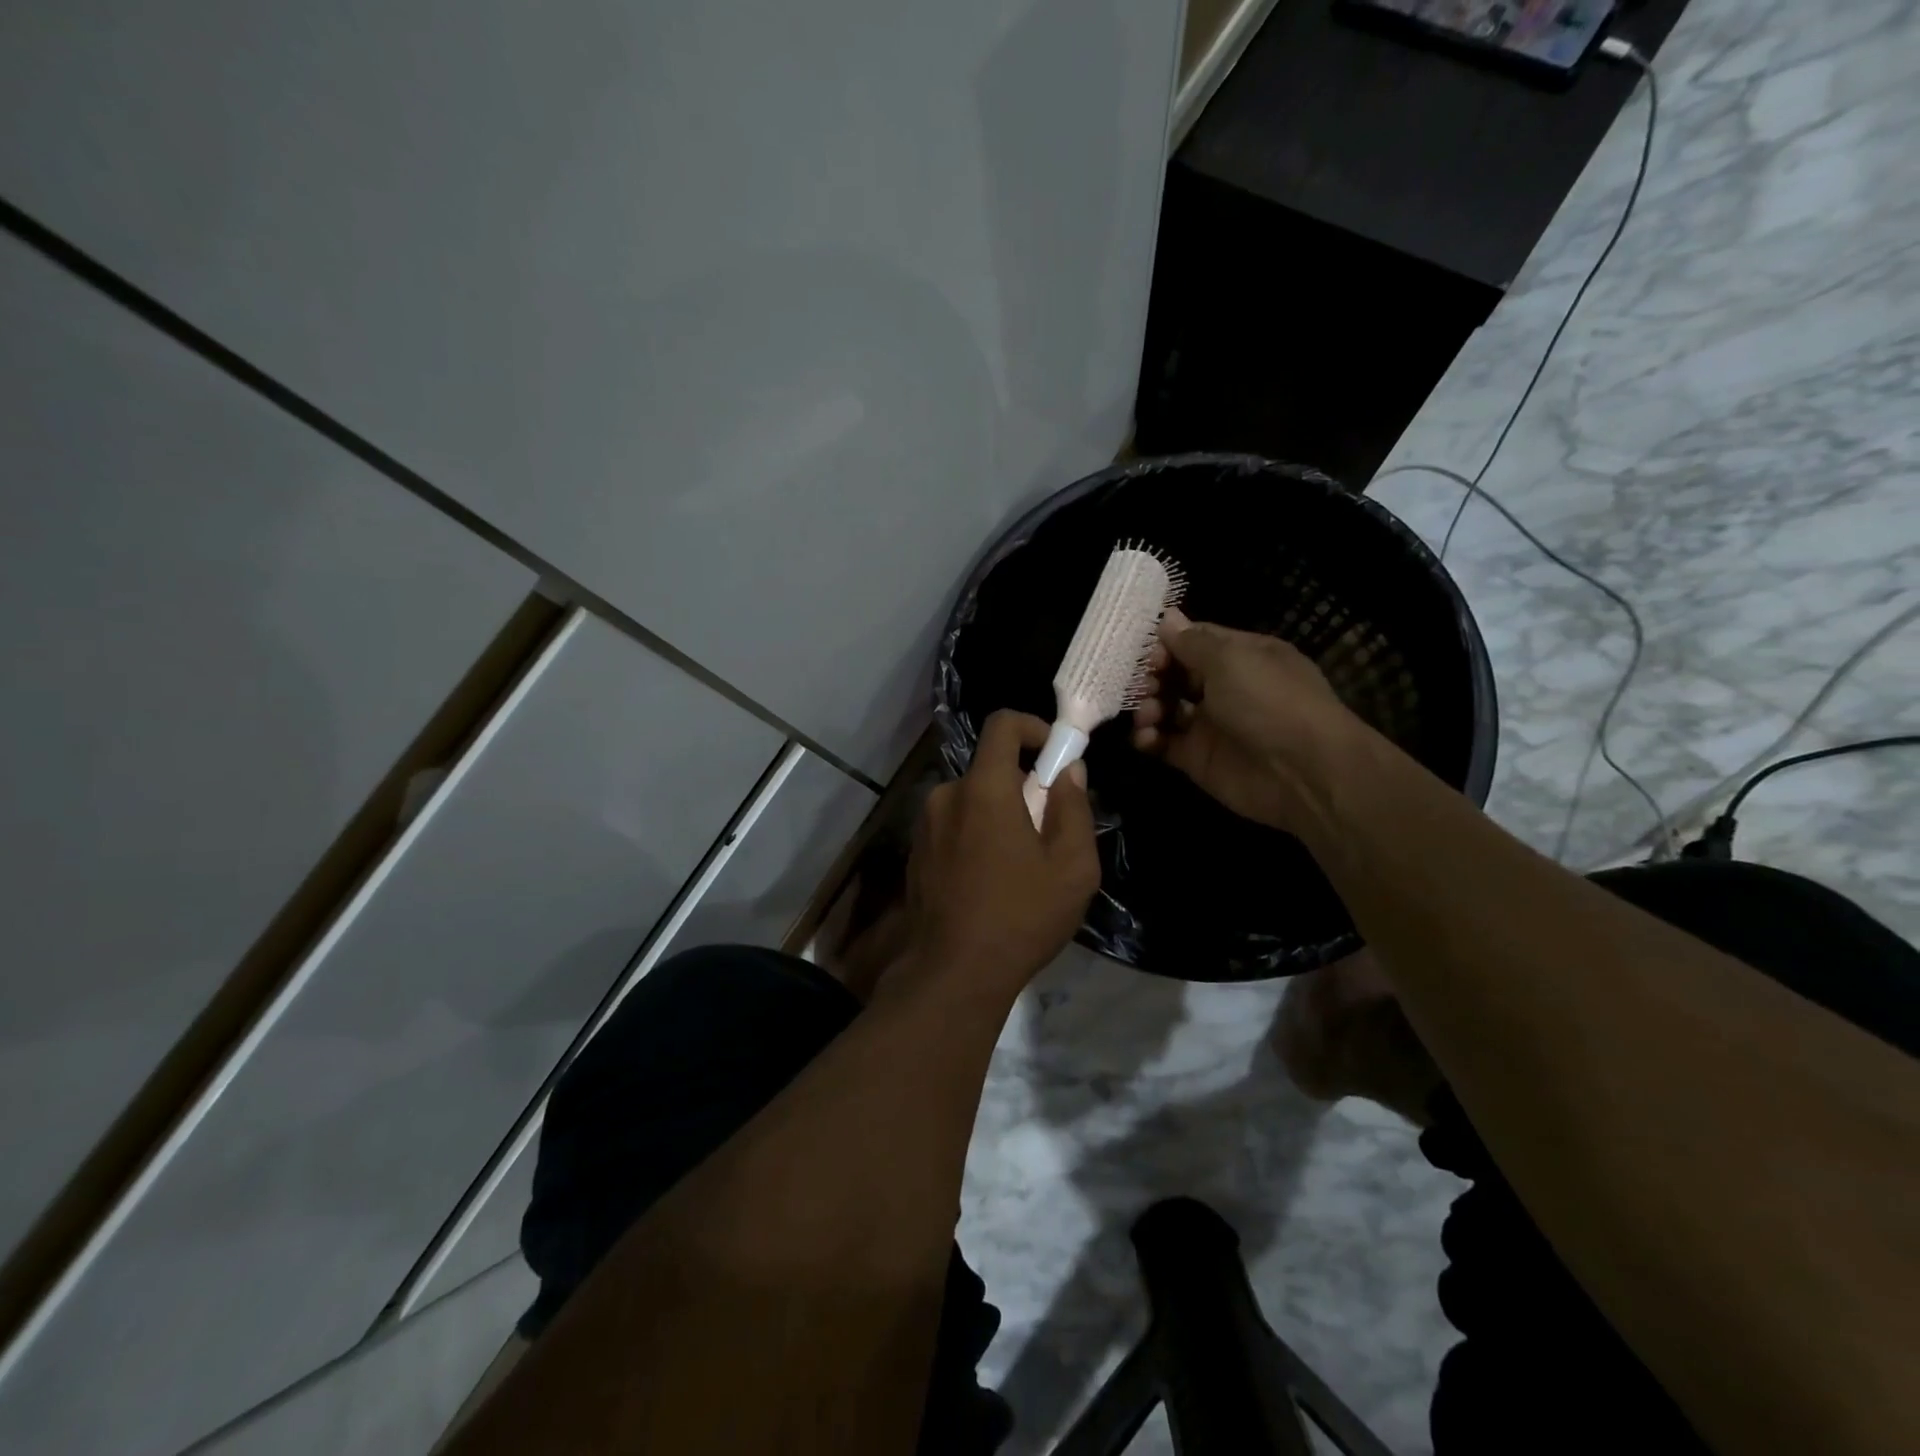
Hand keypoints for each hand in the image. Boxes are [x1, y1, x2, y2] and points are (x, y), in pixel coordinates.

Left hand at [900, 711, 1099, 1001]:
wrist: (952, 973)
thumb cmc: (1020, 917)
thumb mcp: (1071, 867)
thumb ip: (1073, 807)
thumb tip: (1069, 770)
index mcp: (983, 788)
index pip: (1002, 724)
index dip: (1034, 727)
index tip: (1056, 755)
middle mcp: (947, 795)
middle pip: (990, 768)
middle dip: (1023, 785)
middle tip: (1048, 827)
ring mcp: (925, 825)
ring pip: (972, 799)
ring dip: (999, 814)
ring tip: (1021, 863)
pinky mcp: (916, 852)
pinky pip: (954, 825)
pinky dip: (977, 834)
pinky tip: (991, 880)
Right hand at [1132, 608, 1360, 832]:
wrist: (1303, 772)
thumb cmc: (1269, 701)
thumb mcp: (1231, 659)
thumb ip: (1192, 641)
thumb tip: (1168, 617)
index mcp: (1241, 656)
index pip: (1194, 641)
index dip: (1166, 644)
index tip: (1148, 655)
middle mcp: (1226, 687)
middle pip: (1175, 674)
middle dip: (1152, 677)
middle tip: (1143, 687)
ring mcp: (1211, 724)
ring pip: (1166, 708)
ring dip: (1148, 707)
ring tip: (1147, 715)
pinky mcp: (1198, 758)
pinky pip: (1164, 743)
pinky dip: (1149, 739)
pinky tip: (1147, 738)